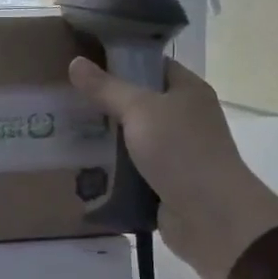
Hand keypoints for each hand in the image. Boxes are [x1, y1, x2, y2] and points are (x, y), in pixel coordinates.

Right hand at [68, 57, 277, 278]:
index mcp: (188, 90)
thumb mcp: (139, 110)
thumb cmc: (181, 150)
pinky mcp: (165, 181)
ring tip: (66, 128)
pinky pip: (132, 167)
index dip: (122, 61)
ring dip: (106, 137)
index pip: (153, 65)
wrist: (211, 216)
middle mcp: (185, 117)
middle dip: (106, 101)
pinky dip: (112, 167)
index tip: (86, 62)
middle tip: (67, 97)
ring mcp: (176, 151)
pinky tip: (82, 163)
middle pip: (139, 102)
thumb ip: (106, 88)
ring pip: (133, 136)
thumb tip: (75, 63)